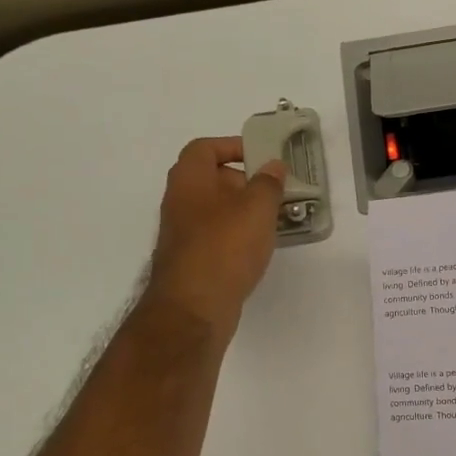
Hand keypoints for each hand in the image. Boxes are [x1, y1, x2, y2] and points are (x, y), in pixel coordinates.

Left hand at [144, 137, 286, 337]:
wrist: (193, 308)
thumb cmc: (224, 247)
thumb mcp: (256, 209)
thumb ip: (268, 184)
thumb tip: (273, 166)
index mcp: (189, 180)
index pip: (204, 148)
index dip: (232, 146)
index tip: (261, 157)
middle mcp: (180, 203)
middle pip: (211, 180)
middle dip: (244, 182)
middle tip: (275, 192)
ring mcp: (184, 235)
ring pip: (217, 212)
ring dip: (245, 212)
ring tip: (275, 220)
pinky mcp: (193, 262)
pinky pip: (218, 238)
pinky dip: (239, 237)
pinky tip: (260, 248)